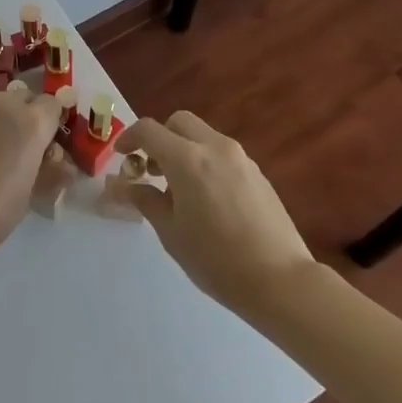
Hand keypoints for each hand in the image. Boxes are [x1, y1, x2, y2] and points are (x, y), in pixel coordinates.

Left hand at [0, 90, 62, 257]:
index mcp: (31, 122)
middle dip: (28, 116)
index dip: (52, 124)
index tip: (47, 148)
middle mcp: (3, 107)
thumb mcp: (31, 195)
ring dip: (2, 122)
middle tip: (23, 150)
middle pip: (24, 98)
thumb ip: (50, 172)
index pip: (53, 105)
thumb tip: (63, 166)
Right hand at [108, 111, 315, 315]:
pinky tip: (207, 198)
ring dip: (184, 149)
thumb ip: (144, 200)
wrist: (280, 280)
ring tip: (178, 189)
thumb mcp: (171, 232)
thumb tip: (121, 186)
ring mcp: (240, 158)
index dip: (129, 137)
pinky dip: (205, 161)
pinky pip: (222, 153)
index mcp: (187, 159)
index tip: (121, 155)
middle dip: (160, 137)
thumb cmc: (216, 260)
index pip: (149, 130)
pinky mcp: (258, 172)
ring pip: (203, 135)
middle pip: (179, 122)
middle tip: (151, 169)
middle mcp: (215, 147)